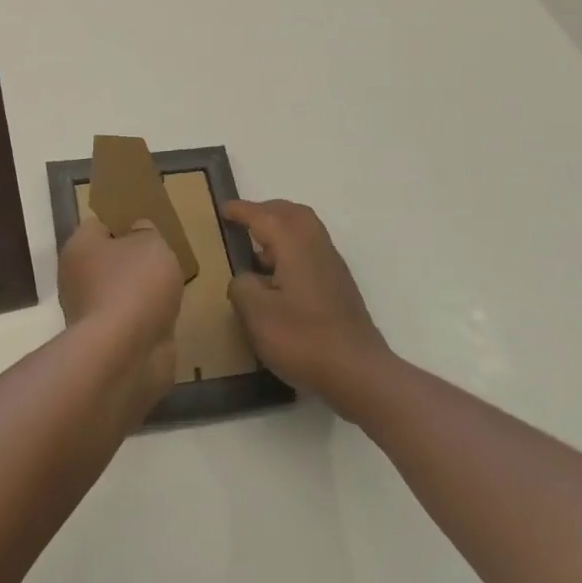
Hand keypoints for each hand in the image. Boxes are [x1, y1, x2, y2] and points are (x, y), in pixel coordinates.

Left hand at [58, 216, 184, 410]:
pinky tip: (163, 320)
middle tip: (161, 261)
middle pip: (107, 261)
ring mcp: (86, 312)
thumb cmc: (135, 285)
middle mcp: (74, 277)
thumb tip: (137, 232)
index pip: (99, 225)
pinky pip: (126, 322)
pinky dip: (142, 322)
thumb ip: (146, 232)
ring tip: (168, 292)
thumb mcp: (151, 243)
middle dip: (131, 263)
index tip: (148, 231)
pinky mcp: (102, 342)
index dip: (123, 225)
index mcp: (79, 246)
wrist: (126, 353)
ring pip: (116, 293)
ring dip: (138, 295)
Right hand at [223, 199, 392, 420]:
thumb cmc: (304, 340)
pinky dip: (291, 249)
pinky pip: (311, 251)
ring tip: (257, 251)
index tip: (222, 209)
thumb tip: (246, 278)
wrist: (359, 373)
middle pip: (291, 214)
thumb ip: (242, 286)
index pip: (264, 216)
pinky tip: (278, 278)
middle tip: (242, 221)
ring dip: (280, 230)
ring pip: (305, 231)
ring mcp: (332, 267)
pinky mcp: (339, 287)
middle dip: (265, 211)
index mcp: (295, 245)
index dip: (241, 210)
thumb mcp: (256, 314)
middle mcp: (317, 247)